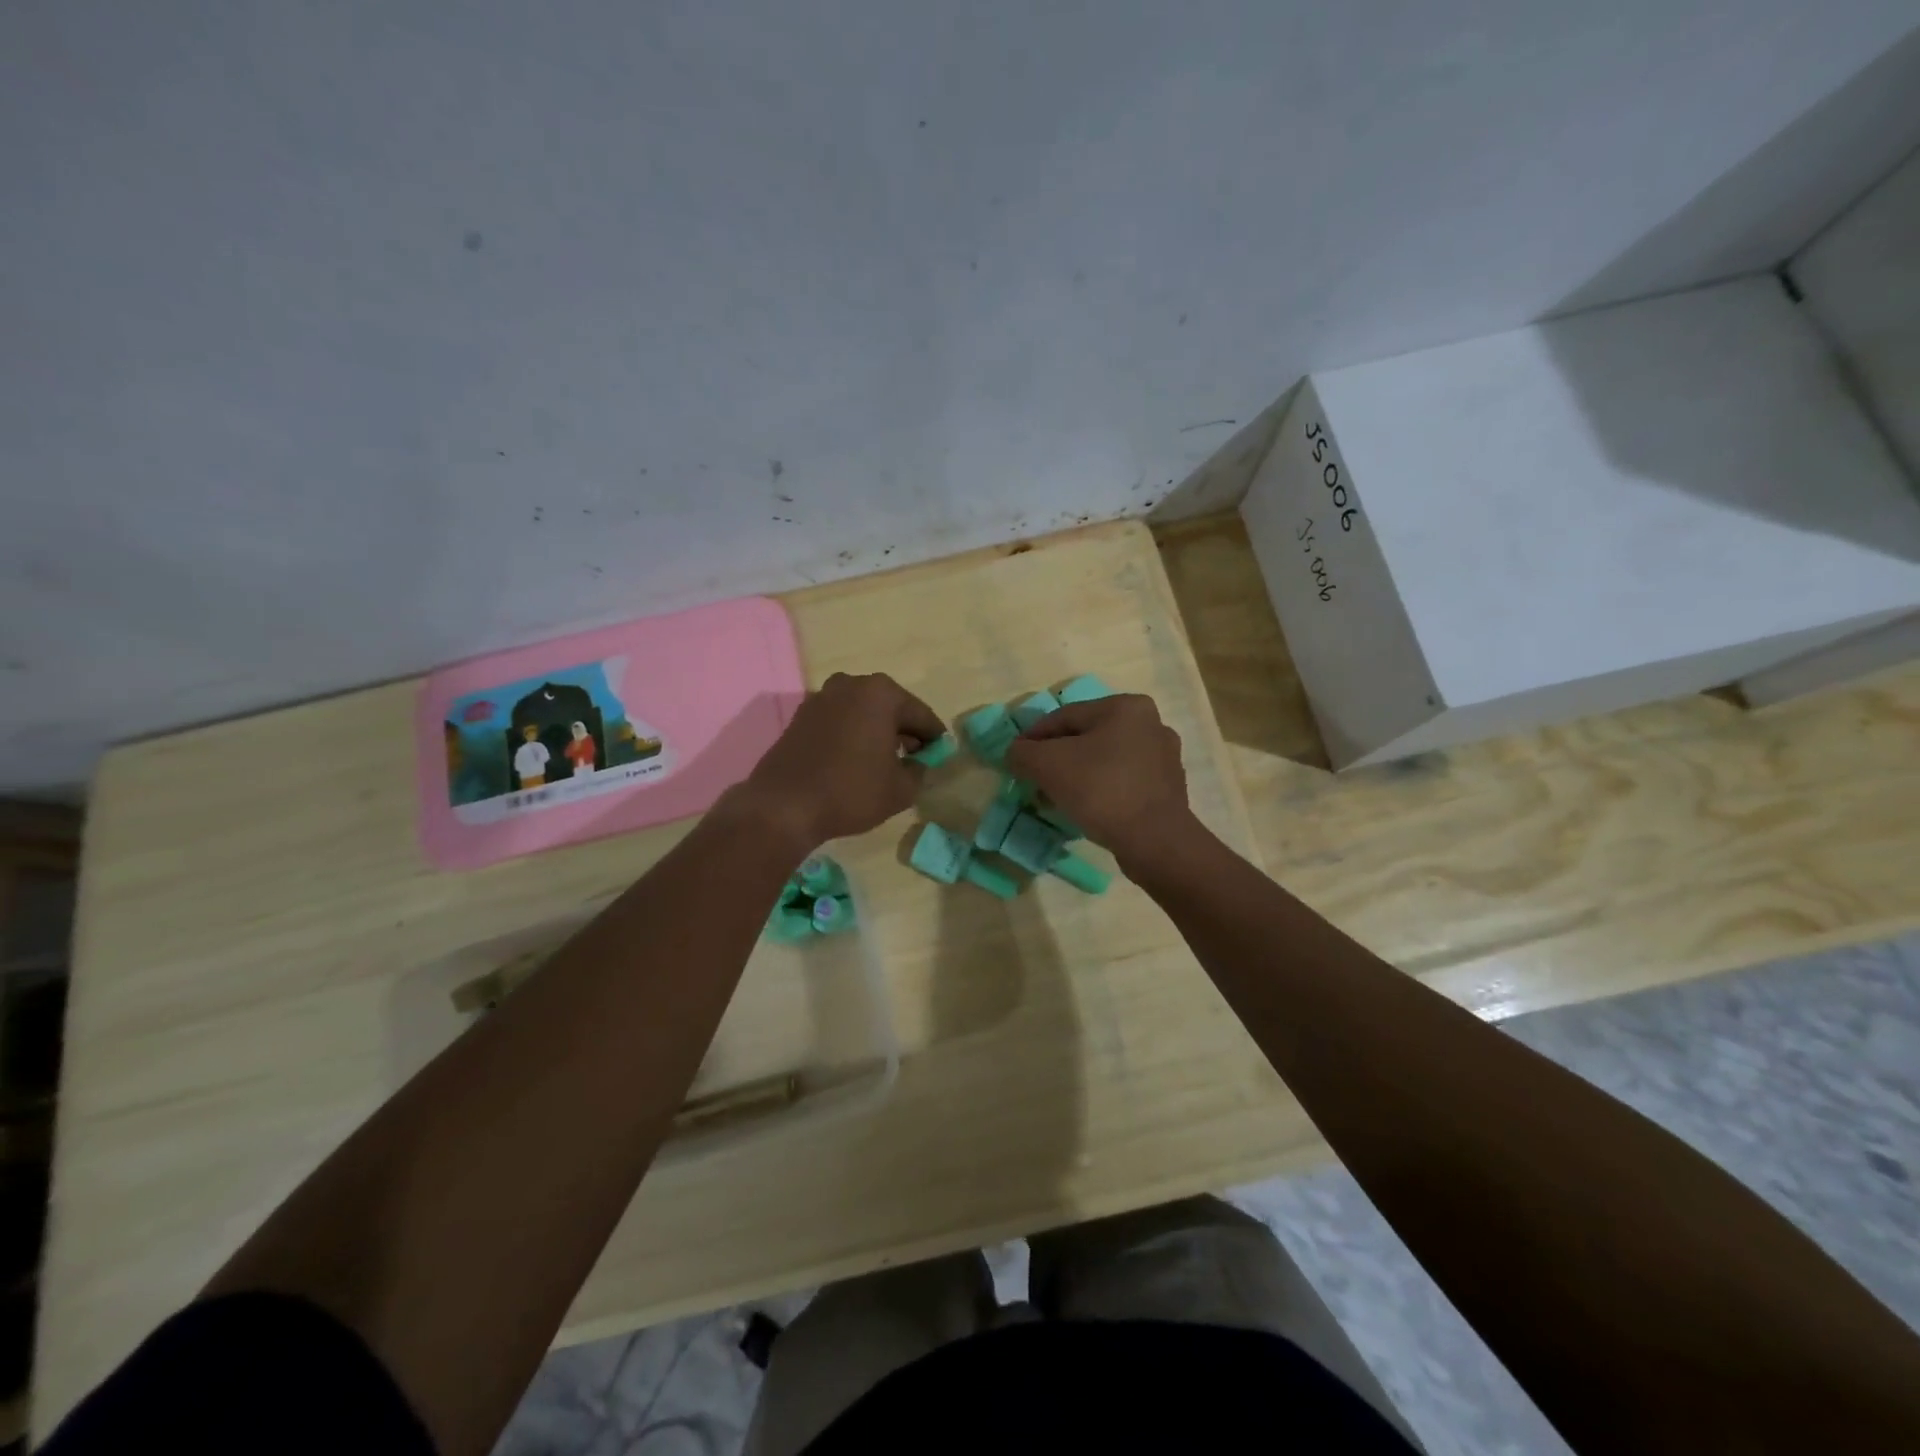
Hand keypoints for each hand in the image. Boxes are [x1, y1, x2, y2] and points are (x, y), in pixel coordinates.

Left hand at [735, 672, 945, 849]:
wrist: (784, 805)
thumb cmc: (851, 791)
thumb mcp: (901, 789)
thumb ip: (919, 770)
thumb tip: (917, 764)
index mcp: (881, 693)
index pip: (921, 714)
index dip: (934, 738)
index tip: (940, 755)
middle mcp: (851, 684)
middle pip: (891, 708)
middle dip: (905, 731)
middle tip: (914, 758)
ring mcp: (822, 697)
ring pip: (863, 713)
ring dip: (877, 732)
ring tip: (884, 762)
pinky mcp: (801, 716)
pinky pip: (840, 721)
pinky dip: (852, 735)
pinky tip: (855, 761)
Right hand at [1004, 694, 1192, 859]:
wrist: (1155, 841)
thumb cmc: (1101, 790)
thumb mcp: (1048, 765)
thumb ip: (1023, 752)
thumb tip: (1016, 753)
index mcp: (1126, 707)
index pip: (1065, 716)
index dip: (1034, 736)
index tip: (1015, 758)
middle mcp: (1150, 724)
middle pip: (1086, 737)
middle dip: (1056, 758)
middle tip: (1034, 779)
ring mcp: (1163, 757)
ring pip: (1104, 760)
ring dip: (1077, 775)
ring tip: (1055, 797)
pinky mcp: (1167, 788)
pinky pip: (1122, 781)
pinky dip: (1100, 790)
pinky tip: (1085, 809)